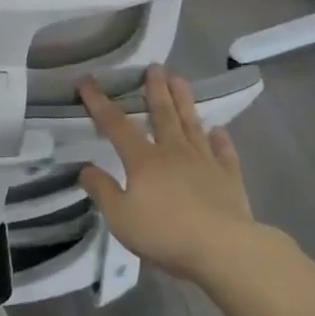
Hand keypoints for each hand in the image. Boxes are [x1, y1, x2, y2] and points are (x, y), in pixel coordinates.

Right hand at [77, 64, 253, 280]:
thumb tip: (85, 168)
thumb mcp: (120, 217)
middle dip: (155, 90)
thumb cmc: (165, 232)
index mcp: (144, 160)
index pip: (116, 125)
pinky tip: (219, 130)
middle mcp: (174, 152)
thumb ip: (102, 190)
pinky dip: (221, 140)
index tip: (87, 81)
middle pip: (162, 115)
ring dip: (185, 102)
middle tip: (154, 67)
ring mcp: (204, 162)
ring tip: (181, 80)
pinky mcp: (229, 178)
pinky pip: (224, 153)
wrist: (223, 248)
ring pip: (192, 125)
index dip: (99, 102)